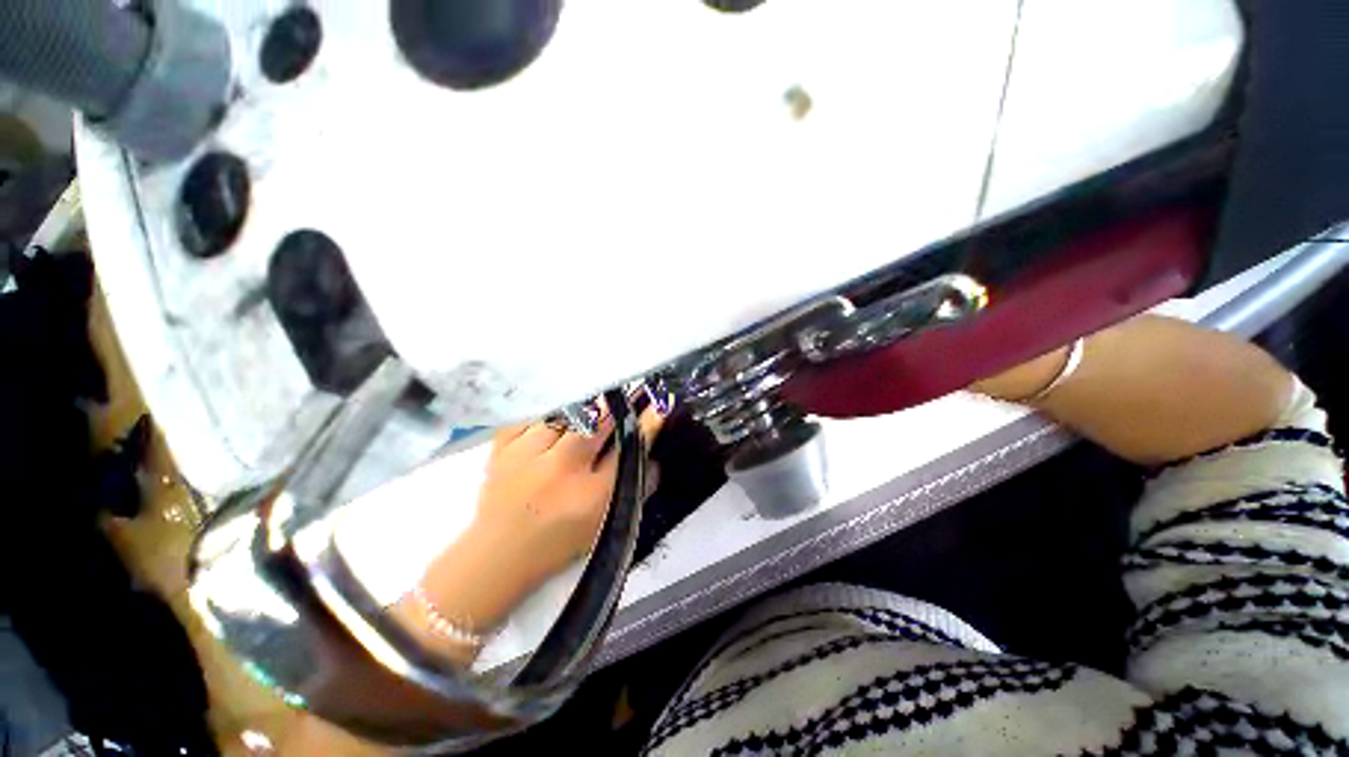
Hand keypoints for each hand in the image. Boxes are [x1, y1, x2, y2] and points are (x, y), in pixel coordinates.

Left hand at [393, 406, 663, 665]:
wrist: (497, 556)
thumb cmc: (559, 542)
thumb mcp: (605, 522)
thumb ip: (635, 489)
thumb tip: (654, 457)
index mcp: (591, 495)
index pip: (629, 447)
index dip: (647, 423)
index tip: (659, 405)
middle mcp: (561, 470)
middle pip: (598, 423)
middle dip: (613, 412)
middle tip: (620, 407)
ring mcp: (527, 455)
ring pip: (566, 414)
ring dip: (579, 414)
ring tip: (581, 420)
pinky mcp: (502, 447)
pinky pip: (533, 414)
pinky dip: (546, 415)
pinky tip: (550, 425)